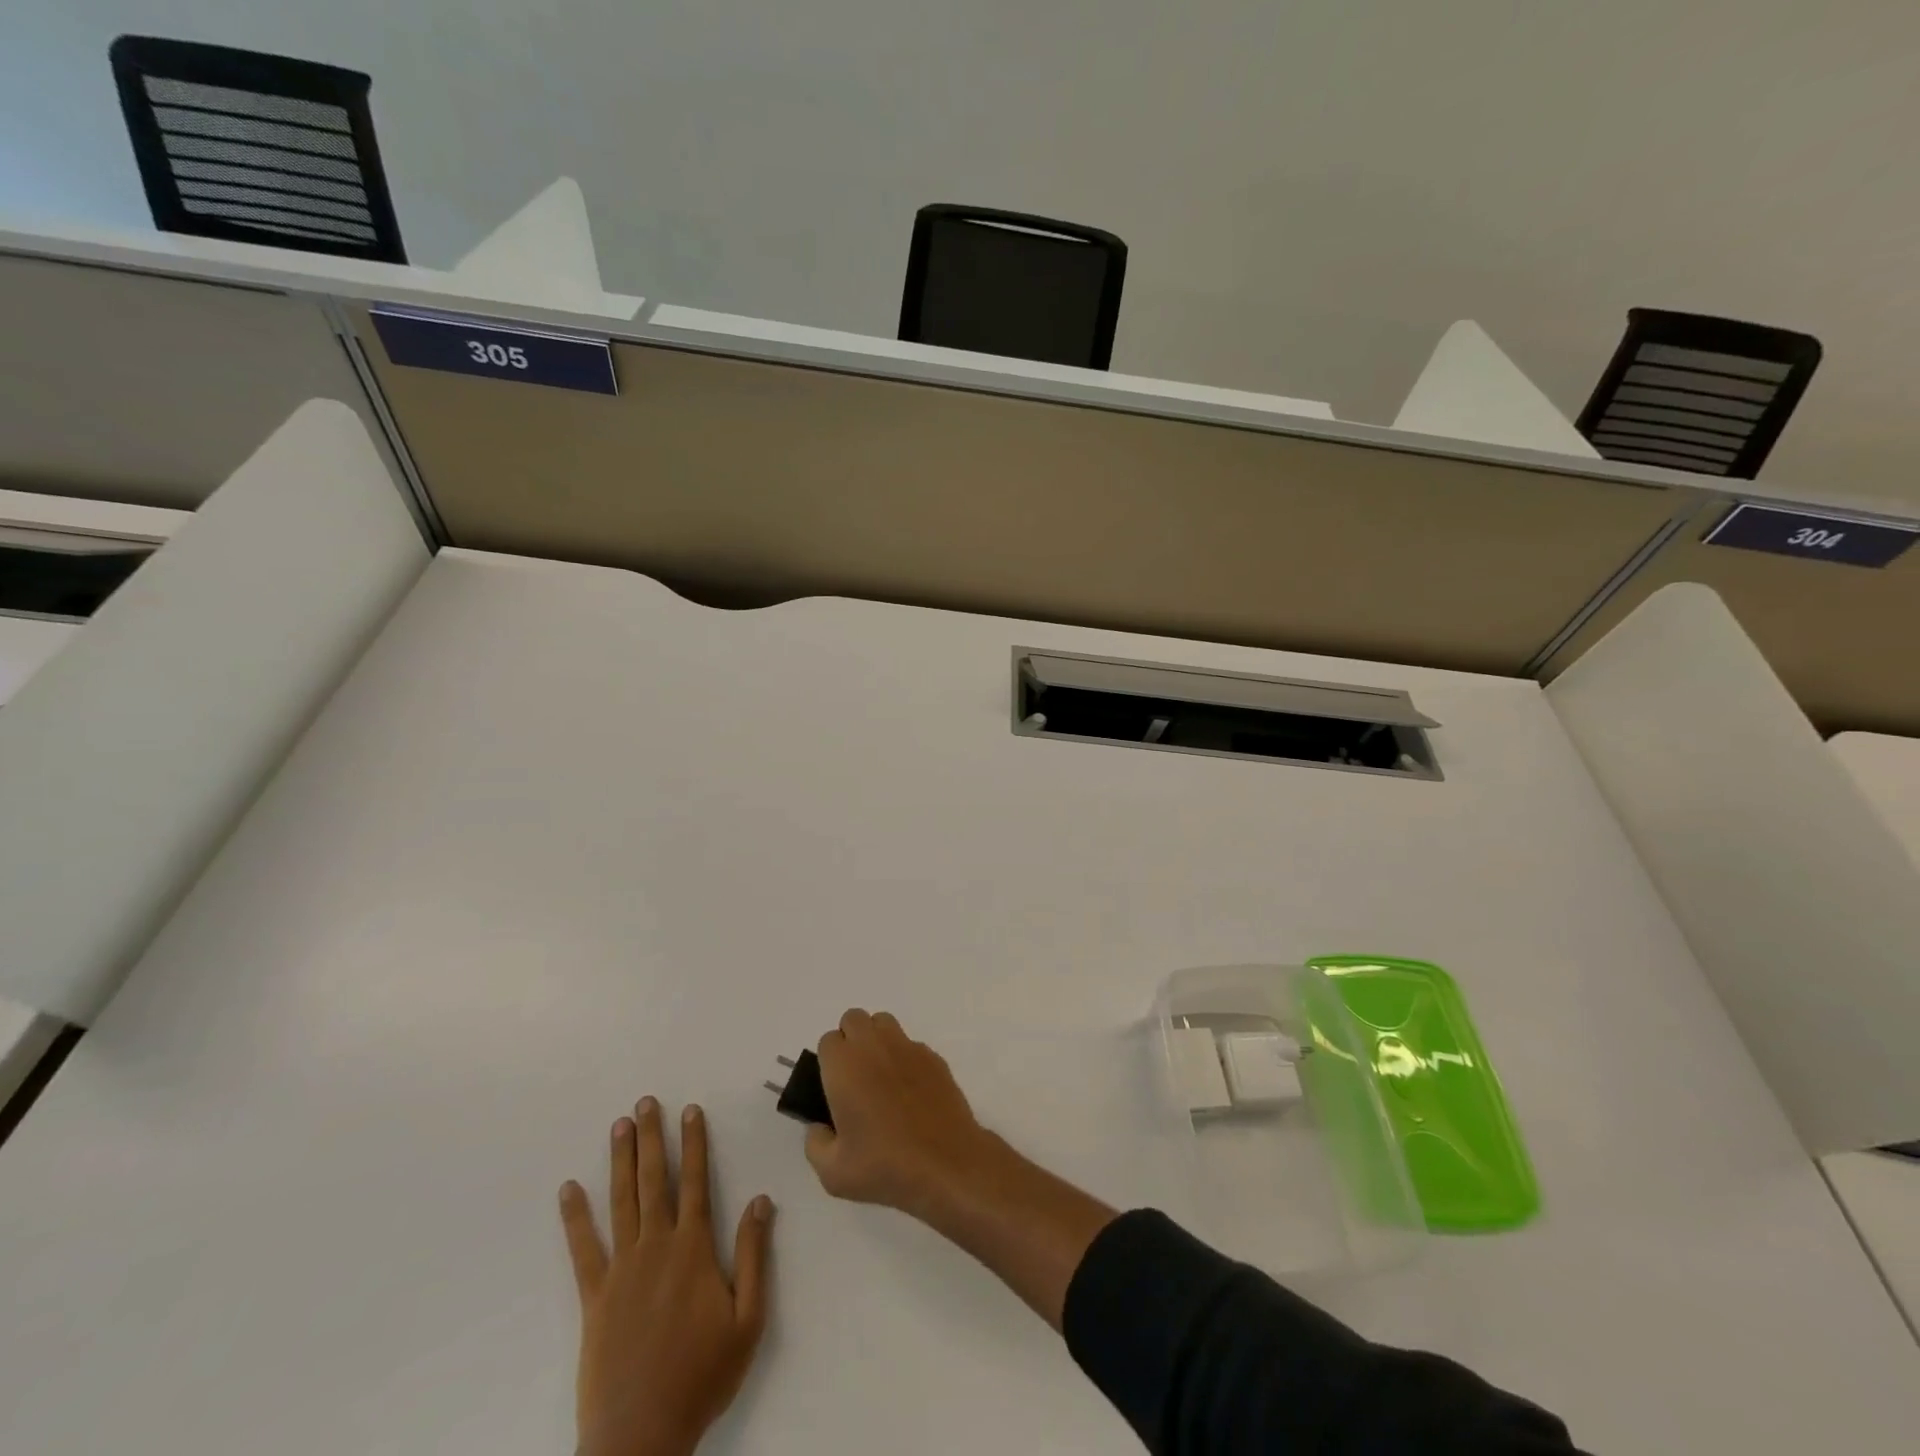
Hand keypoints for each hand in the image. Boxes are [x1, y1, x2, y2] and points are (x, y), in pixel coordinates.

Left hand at [560, 1099, 774, 1455]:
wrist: (641, 1437)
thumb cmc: (702, 1376)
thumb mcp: (748, 1319)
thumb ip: (755, 1255)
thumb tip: (761, 1200)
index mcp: (695, 1249)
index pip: (696, 1182)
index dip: (695, 1143)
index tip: (691, 1110)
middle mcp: (657, 1248)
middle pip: (655, 1181)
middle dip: (652, 1139)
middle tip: (646, 1103)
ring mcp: (621, 1270)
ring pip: (621, 1203)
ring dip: (620, 1162)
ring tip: (618, 1127)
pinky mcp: (594, 1298)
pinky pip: (583, 1250)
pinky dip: (575, 1218)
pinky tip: (569, 1190)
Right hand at [804, 1009, 995, 1218]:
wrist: (946, 1164)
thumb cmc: (885, 1166)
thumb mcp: (833, 1172)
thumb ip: (815, 1144)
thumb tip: (819, 1127)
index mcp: (844, 1066)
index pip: (827, 1041)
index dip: (828, 1063)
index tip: (834, 1089)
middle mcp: (874, 1046)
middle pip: (853, 1019)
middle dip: (849, 1040)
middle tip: (853, 1079)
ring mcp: (907, 1047)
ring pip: (883, 1023)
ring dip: (876, 1040)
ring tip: (880, 1077)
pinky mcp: (933, 1056)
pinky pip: (910, 1044)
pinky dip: (904, 1058)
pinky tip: (909, 1091)